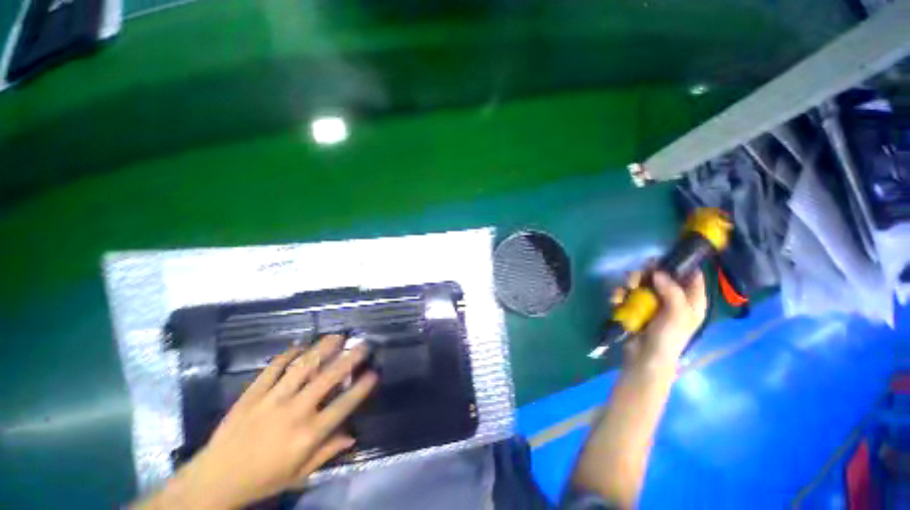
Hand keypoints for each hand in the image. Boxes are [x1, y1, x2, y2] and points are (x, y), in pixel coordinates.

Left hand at [136, 335, 377, 509]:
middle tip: (362, 345)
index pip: (343, 405)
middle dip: (349, 359)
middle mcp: (294, 412)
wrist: (215, 479)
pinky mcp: (252, 393)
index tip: (374, 373)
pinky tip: (300, 345)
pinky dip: (287, 354)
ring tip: (337, 336)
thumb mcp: (300, 473)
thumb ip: (328, 452)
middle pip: (327, 378)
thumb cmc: (263, 479)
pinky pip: (273, 368)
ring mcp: (272, 399)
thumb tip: (353, 434)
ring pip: (302, 367)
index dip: (361, 388)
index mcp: (307, 435)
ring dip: (322, 349)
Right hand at [612, 268, 706, 368]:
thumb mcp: (678, 314)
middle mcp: (672, 298)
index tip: (666, 257)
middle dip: (648, 273)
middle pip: (662, 276)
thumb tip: (658, 272)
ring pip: (641, 282)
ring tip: (626, 289)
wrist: (645, 358)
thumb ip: (672, 291)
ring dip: (631, 283)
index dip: (682, 264)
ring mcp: (651, 302)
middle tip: (639, 274)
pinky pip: (627, 294)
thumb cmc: (668, 337)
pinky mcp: (634, 307)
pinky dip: (620, 294)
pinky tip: (616, 299)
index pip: (693, 276)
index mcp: (691, 301)